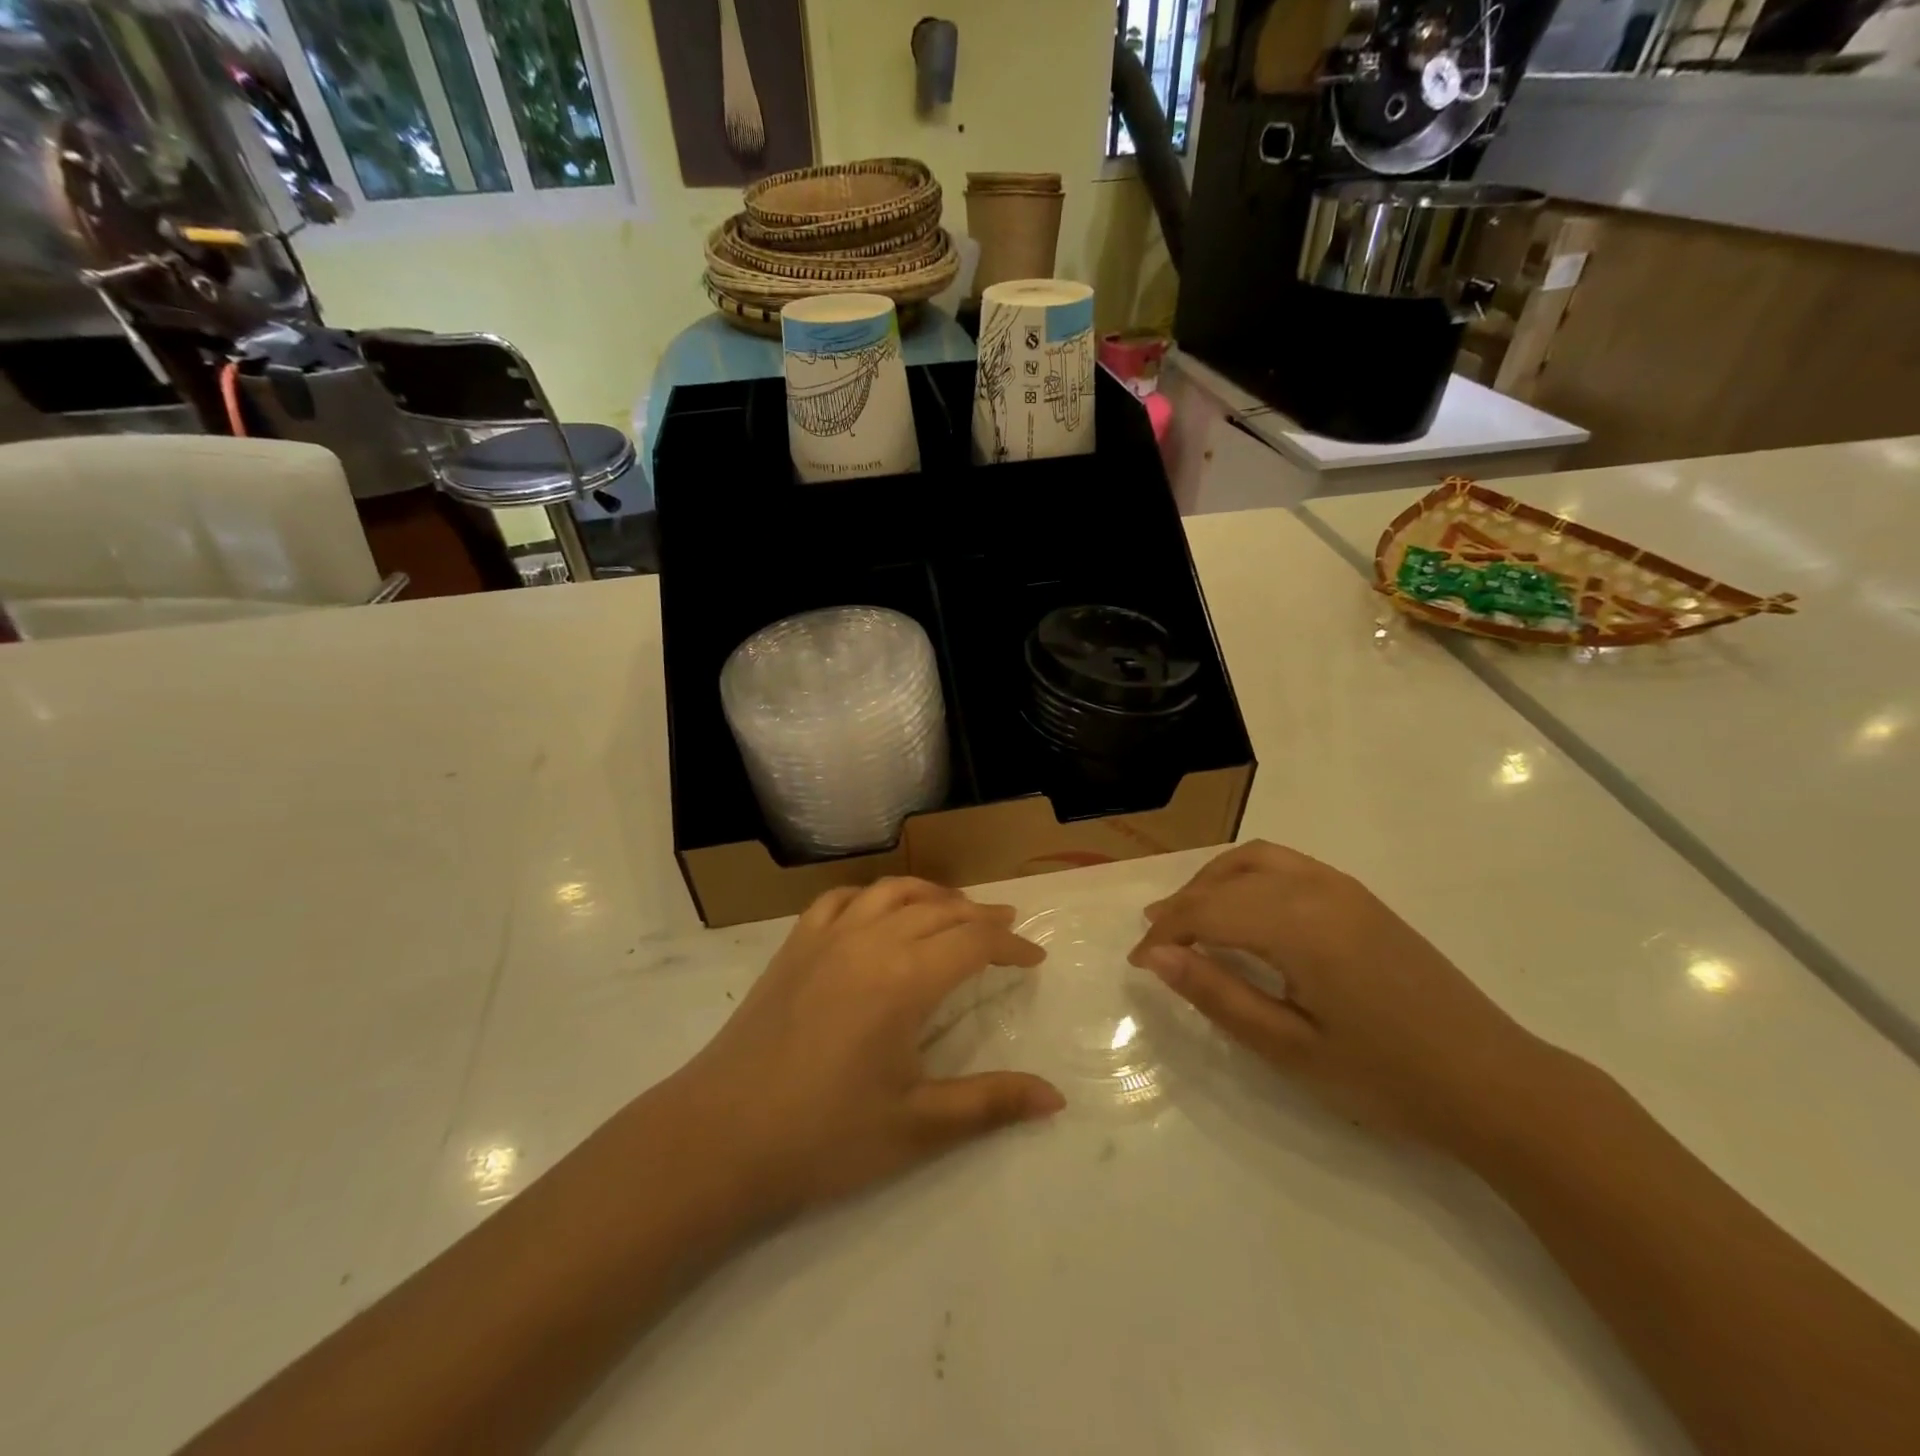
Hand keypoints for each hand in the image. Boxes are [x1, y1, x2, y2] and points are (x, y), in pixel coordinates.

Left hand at [671, 878, 1062, 1220]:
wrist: (718, 1139)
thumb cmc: (823, 1138)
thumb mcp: (917, 1127)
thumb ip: (990, 1104)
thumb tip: (1056, 1098)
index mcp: (904, 979)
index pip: (973, 943)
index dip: (1010, 946)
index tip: (1035, 958)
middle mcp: (869, 941)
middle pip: (938, 910)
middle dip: (979, 916)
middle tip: (1006, 928)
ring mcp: (825, 938)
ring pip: (890, 892)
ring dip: (931, 894)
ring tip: (954, 909)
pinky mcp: (793, 947)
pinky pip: (839, 899)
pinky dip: (871, 895)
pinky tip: (877, 912)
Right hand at [1128, 841, 1554, 1149]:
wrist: (1496, 1084)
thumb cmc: (1387, 1078)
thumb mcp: (1290, 1048)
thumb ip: (1217, 994)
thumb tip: (1155, 955)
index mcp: (1299, 926)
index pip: (1207, 909)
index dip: (1165, 932)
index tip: (1138, 963)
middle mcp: (1318, 889)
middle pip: (1227, 878)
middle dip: (1183, 904)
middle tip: (1157, 942)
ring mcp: (1344, 888)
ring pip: (1256, 859)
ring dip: (1213, 882)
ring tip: (1190, 917)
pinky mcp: (1361, 898)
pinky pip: (1287, 865)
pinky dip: (1248, 876)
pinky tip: (1244, 911)